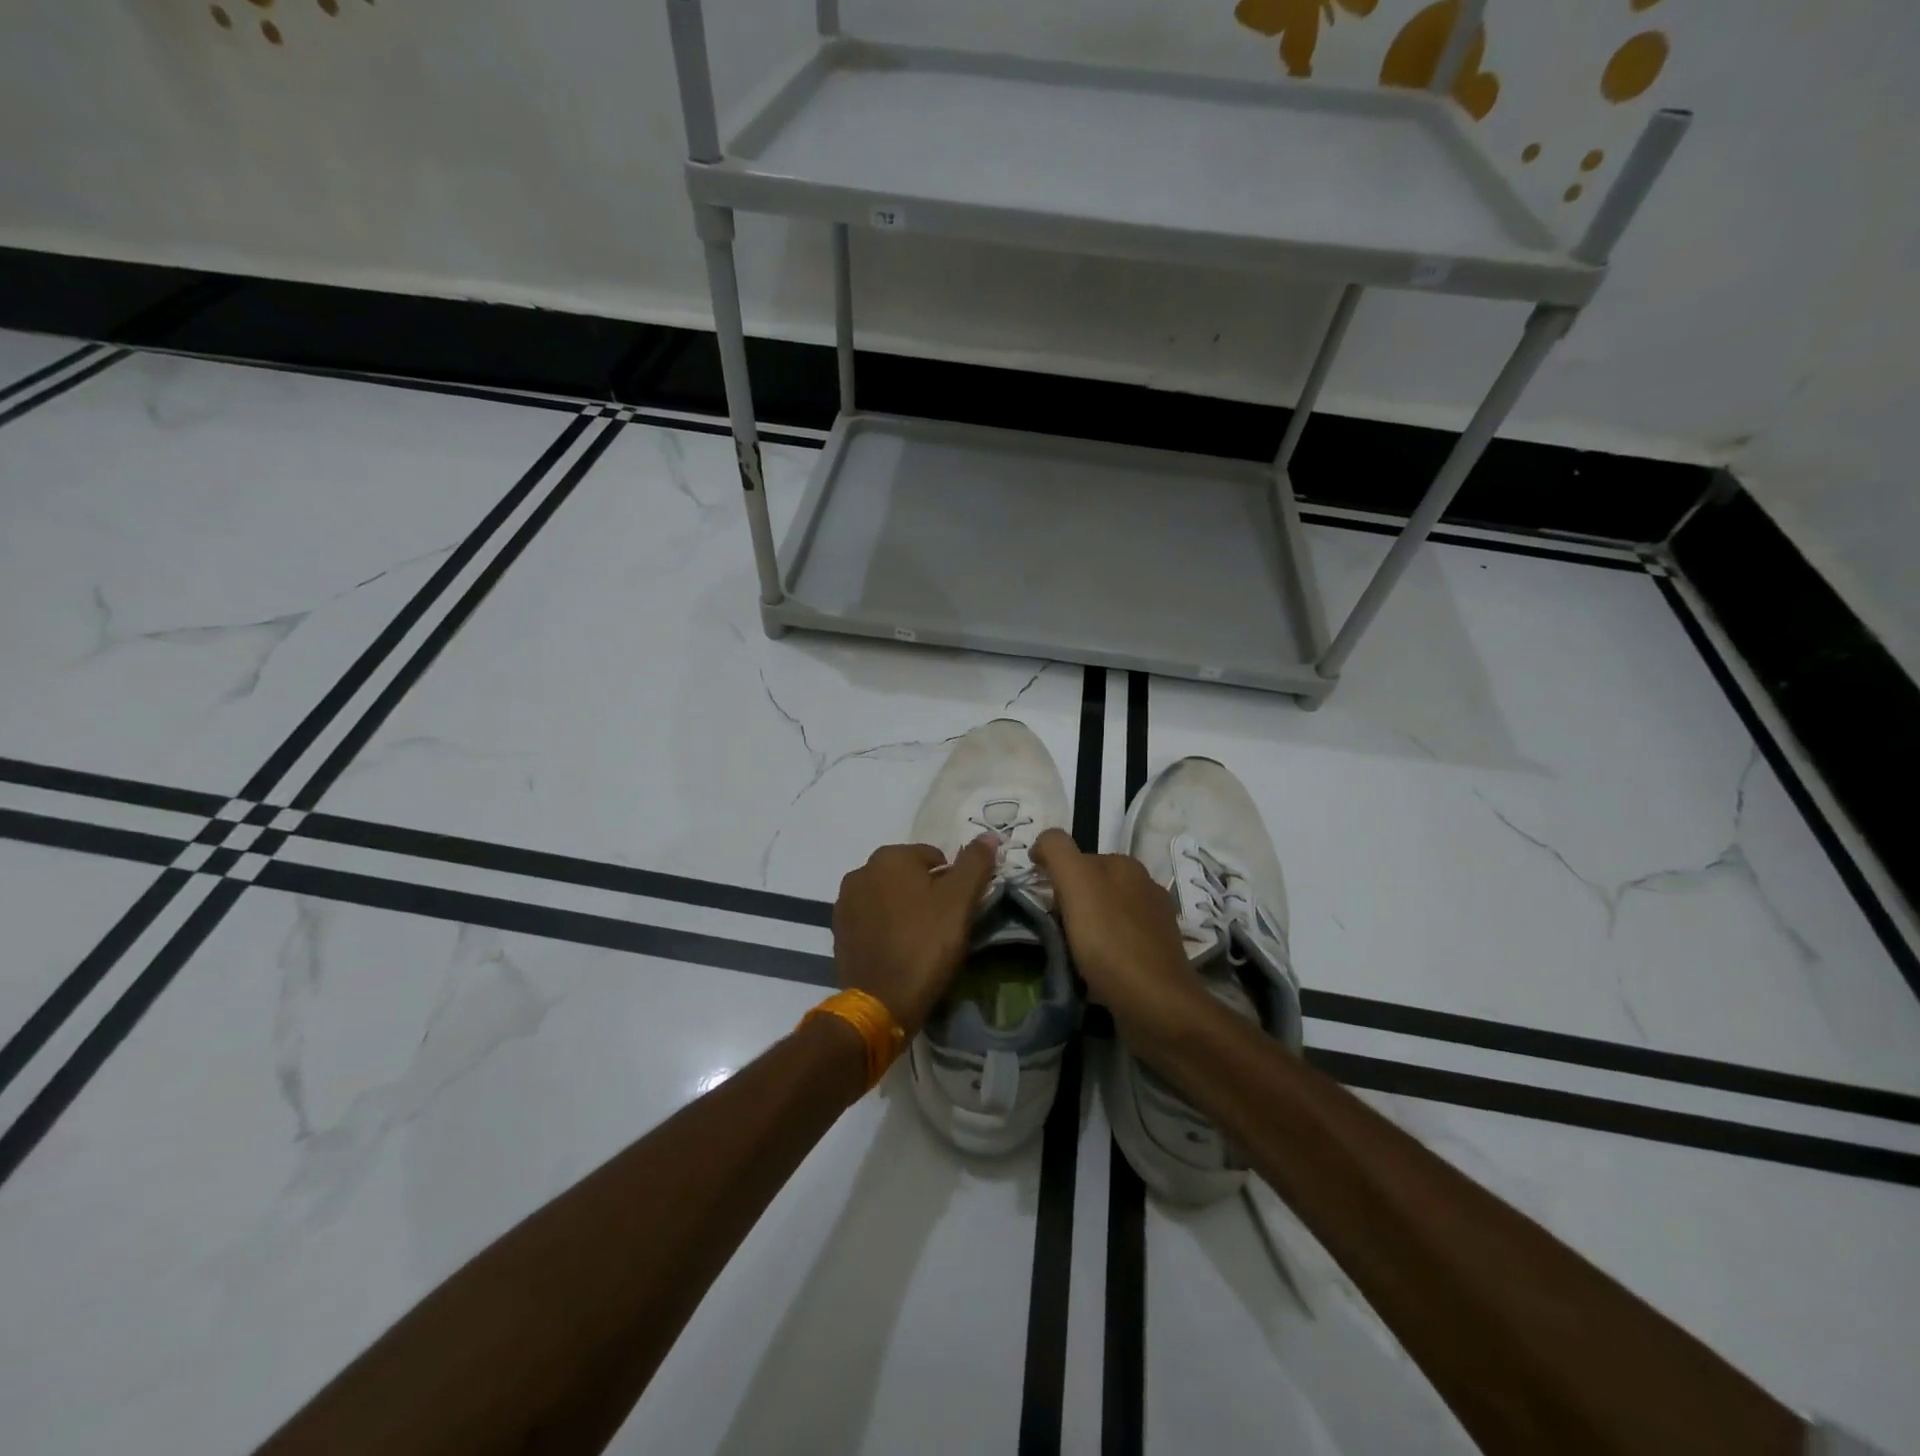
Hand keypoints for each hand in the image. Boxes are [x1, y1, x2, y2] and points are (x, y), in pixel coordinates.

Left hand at [832, 838, 997, 1037]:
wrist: (882, 1001)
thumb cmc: (926, 943)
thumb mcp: (960, 901)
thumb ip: (975, 863)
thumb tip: (988, 835)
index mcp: (889, 856)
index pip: (933, 857)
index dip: (951, 882)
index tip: (958, 910)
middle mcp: (860, 871)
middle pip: (908, 876)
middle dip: (925, 894)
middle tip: (942, 926)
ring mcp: (845, 903)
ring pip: (888, 897)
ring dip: (904, 910)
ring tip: (920, 941)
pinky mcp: (839, 932)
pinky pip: (871, 920)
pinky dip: (885, 928)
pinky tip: (898, 950)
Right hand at [1030, 828, 1210, 1051]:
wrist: (1156, 1005)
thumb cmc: (1109, 940)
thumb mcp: (1075, 881)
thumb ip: (1056, 850)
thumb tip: (1042, 844)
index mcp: (1126, 864)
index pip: (1077, 857)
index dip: (1054, 877)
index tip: (1042, 904)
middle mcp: (1145, 886)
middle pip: (1091, 886)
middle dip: (1069, 902)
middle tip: (1053, 930)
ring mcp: (1155, 922)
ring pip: (1105, 914)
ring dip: (1085, 927)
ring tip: (1070, 953)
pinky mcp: (1157, 955)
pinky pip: (1118, 942)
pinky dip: (1102, 950)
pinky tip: (1094, 969)